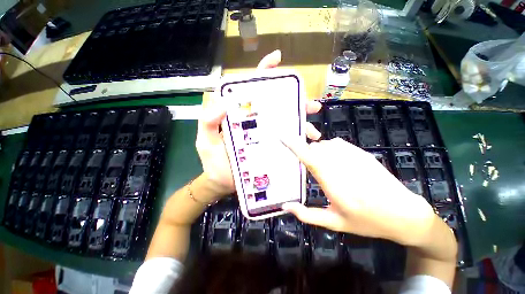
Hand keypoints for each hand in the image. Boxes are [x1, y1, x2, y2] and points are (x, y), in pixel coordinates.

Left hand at [196, 49, 322, 201]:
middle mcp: (255, 123)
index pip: (251, 90)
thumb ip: (208, 121)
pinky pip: (287, 142)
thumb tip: (221, 102)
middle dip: (294, 100)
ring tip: (313, 123)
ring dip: (301, 120)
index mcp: (240, 116)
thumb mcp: (205, 140)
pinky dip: (298, 140)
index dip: (263, 73)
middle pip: (275, 105)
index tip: (277, 60)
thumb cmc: (213, 162)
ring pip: (285, 123)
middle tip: (310, 103)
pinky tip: (308, 142)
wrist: (222, 183)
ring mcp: (265, 137)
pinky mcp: (271, 150)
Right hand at [281, 137, 436, 246]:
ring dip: (319, 152)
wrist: (404, 214)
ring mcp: (354, 157)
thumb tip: (285, 206)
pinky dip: (331, 149)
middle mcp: (342, 166)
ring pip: (325, 144)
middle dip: (307, 154)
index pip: (309, 158)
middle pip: (315, 149)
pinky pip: (337, 143)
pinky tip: (337, 162)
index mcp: (333, 184)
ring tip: (324, 167)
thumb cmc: (367, 222)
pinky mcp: (362, 153)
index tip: (283, 136)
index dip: (295, 146)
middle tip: (309, 167)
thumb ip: (307, 215)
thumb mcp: (335, 223)